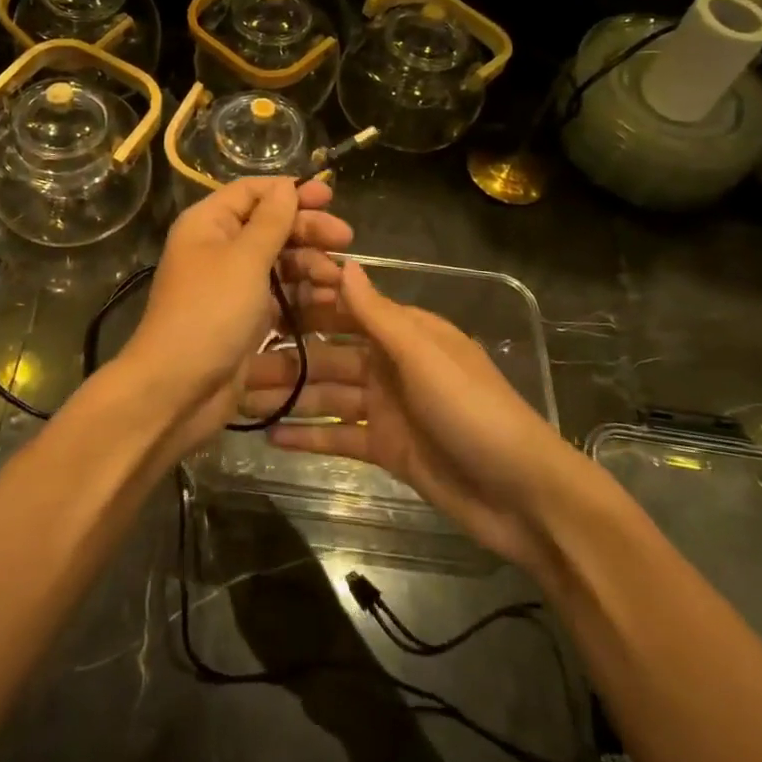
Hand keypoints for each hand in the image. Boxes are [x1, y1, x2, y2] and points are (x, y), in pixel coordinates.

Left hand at [114, 177, 352, 452]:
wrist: (177, 388)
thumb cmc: (210, 313)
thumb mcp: (244, 260)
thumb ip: (270, 222)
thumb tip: (285, 186)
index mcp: (208, 224)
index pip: (251, 192)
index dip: (289, 191)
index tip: (328, 197)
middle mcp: (218, 248)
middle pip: (270, 226)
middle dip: (308, 230)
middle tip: (345, 238)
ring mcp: (232, 284)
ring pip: (279, 262)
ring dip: (311, 265)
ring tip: (338, 278)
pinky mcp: (245, 317)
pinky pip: (280, 295)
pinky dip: (303, 295)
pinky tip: (329, 300)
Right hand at [242, 260, 580, 571]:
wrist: (522, 496)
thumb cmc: (473, 411)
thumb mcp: (424, 357)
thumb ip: (379, 315)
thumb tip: (344, 265)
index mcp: (405, 333)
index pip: (348, 306)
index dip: (308, 298)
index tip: (262, 292)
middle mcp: (391, 363)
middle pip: (329, 352)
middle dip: (288, 353)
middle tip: (239, 356)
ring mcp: (387, 407)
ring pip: (328, 393)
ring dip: (290, 395)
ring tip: (242, 398)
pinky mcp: (386, 448)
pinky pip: (339, 434)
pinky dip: (309, 435)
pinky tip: (271, 437)